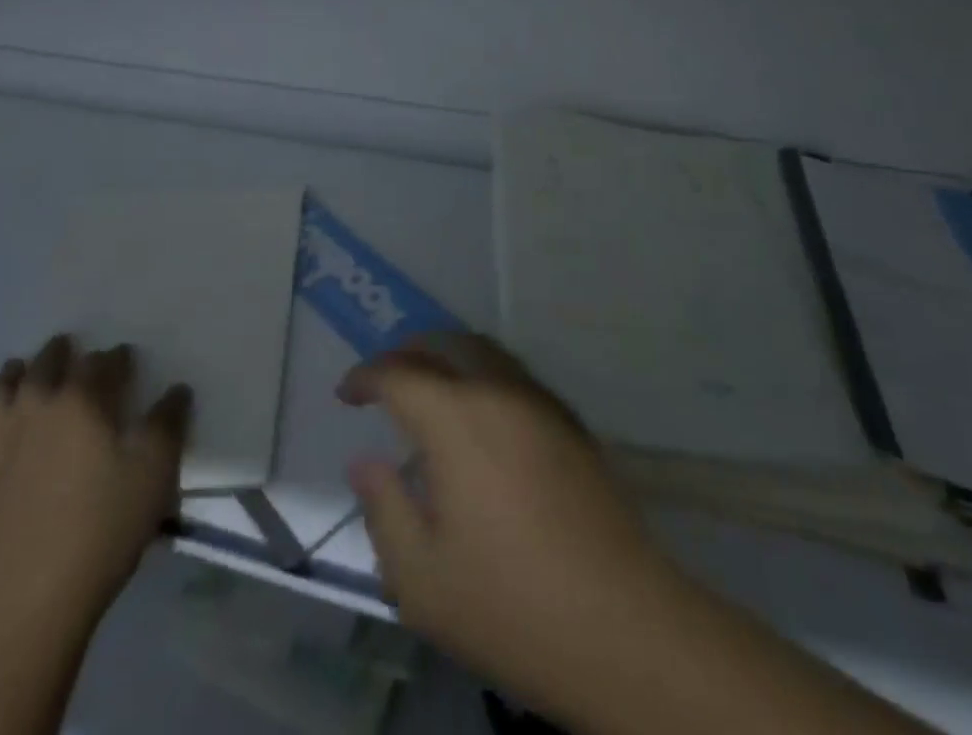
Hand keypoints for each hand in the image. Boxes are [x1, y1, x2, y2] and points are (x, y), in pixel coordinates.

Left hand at [0, 335, 191, 638]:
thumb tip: (176, 390)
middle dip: (63, 352)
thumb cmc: (102, 528)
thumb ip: (168, 422)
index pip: (103, 362)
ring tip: (25, 370)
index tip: (125, 361)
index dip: (117, 358)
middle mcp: (35, 406)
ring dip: (17, 373)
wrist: (26, 601)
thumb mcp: (155, 472)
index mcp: (82, 399)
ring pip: (3, 388)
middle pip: (47, 364)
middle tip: (72, 350)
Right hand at [337, 335, 685, 719]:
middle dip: (407, 351)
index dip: (366, 377)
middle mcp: (498, 392)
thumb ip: (384, 509)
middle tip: (384, 379)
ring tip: (427, 386)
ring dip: (448, 355)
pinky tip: (480, 416)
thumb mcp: (421, 579)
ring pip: (485, 351)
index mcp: (456, 419)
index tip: (346, 394)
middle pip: (446, 343)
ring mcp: (541, 404)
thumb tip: (366, 461)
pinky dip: (483, 374)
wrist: (624, 628)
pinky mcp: (571, 425)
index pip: (399, 374)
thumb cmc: (511, 606)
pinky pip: (515, 374)